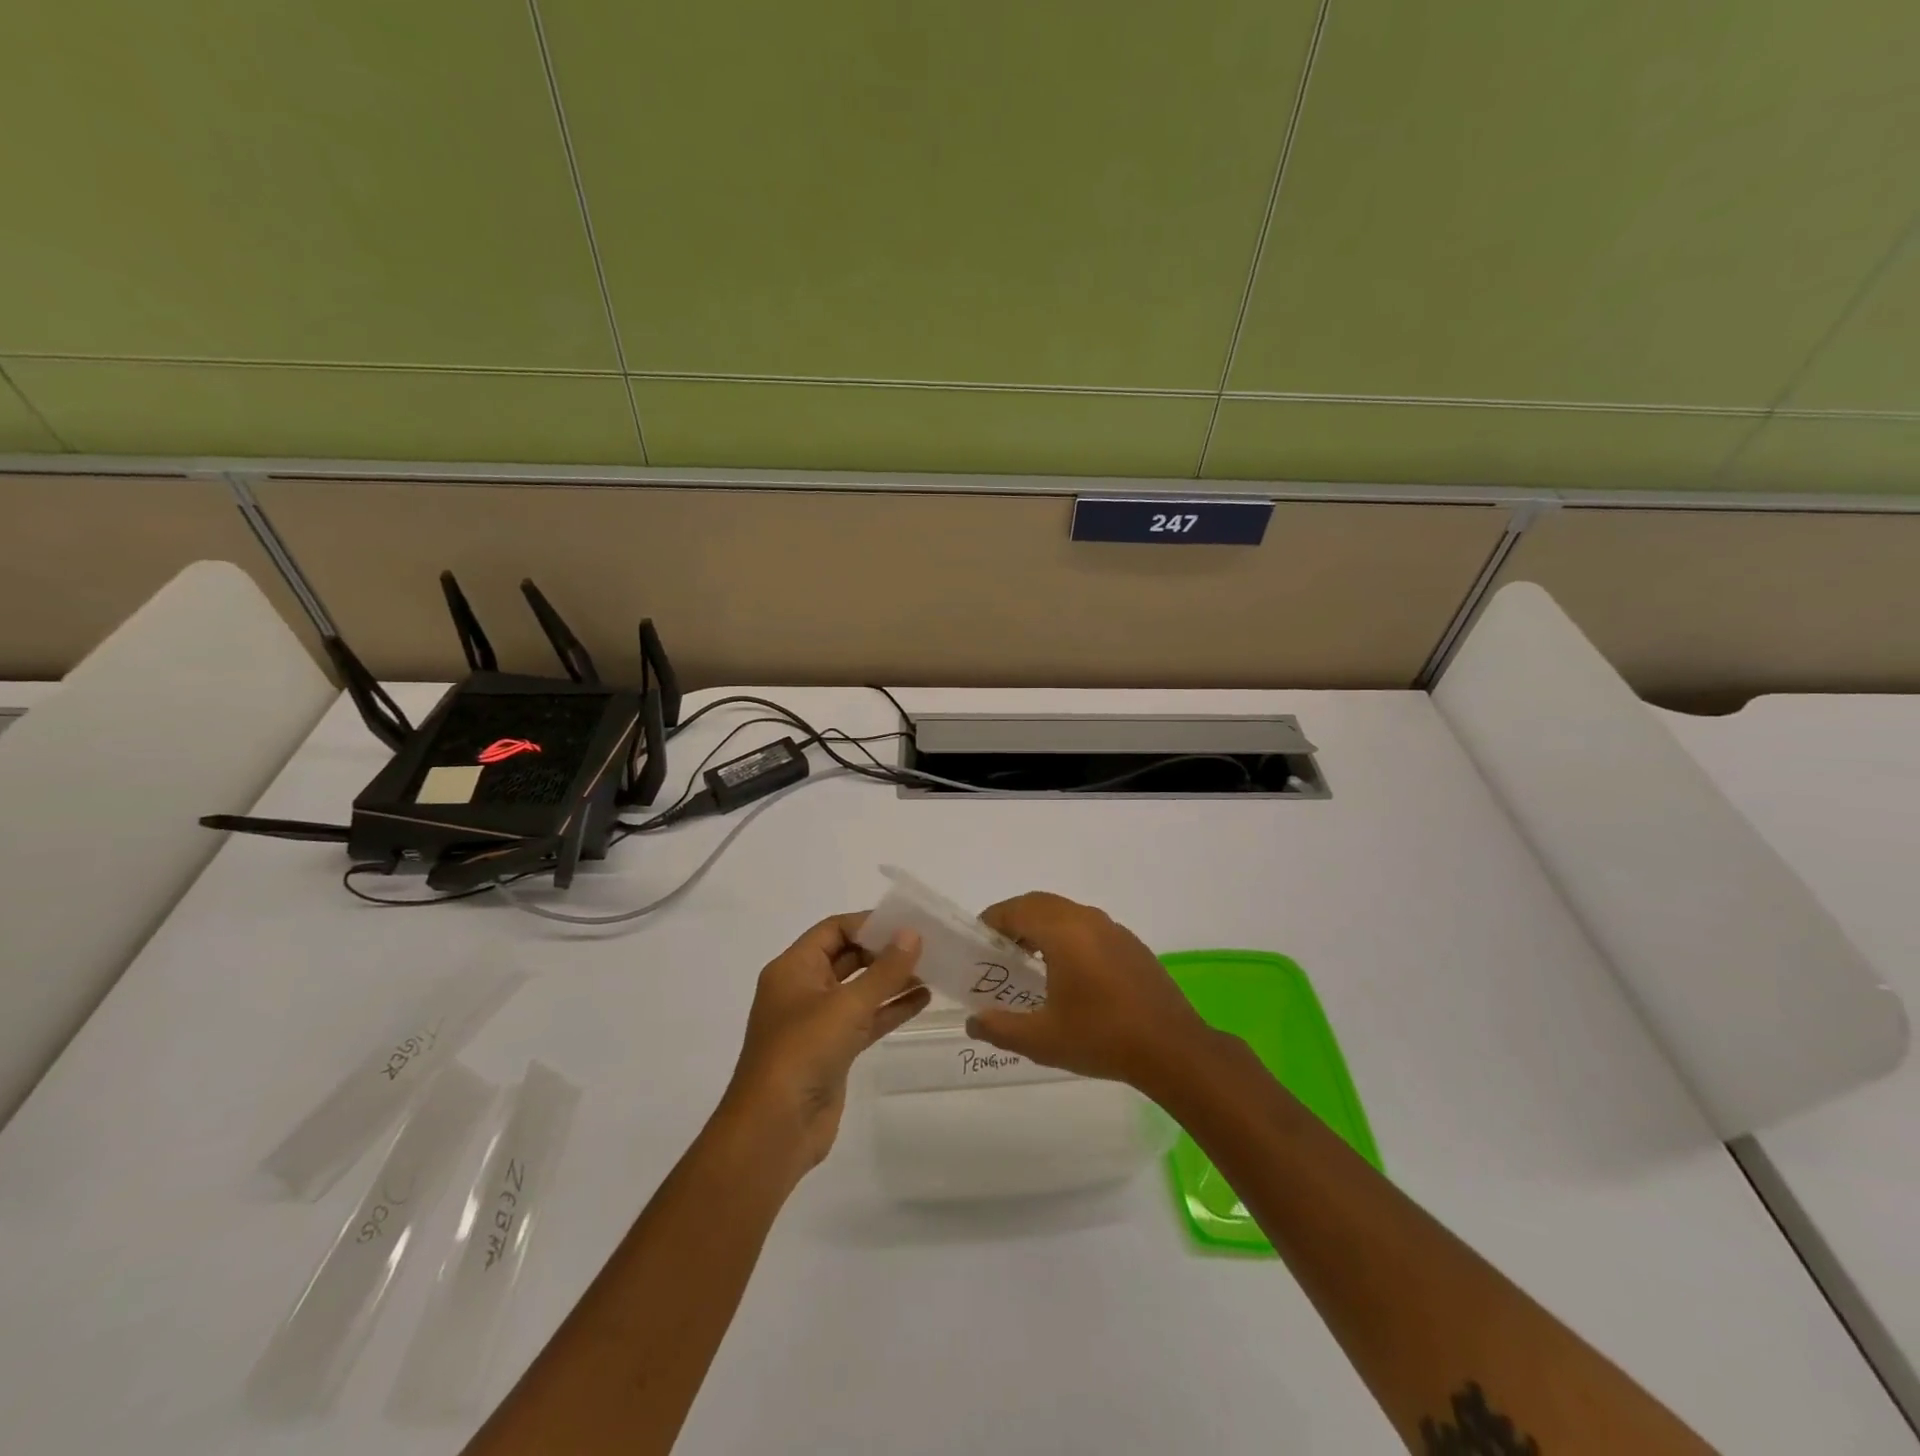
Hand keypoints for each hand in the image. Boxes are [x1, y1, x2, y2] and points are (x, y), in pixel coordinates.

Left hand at [719, 913, 928, 1176]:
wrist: (775, 1129)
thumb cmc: (803, 1052)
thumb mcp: (847, 1004)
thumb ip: (884, 970)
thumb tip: (912, 934)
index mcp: (793, 968)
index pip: (833, 930)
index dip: (869, 923)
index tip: (908, 922)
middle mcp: (802, 990)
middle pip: (848, 957)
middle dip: (884, 951)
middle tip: (928, 945)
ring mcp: (817, 1023)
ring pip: (860, 990)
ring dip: (892, 979)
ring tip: (933, 968)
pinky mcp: (833, 1051)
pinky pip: (865, 1019)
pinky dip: (890, 1008)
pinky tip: (923, 999)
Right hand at [966, 891, 1216, 1090]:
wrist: (1172, 1048)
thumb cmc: (1101, 1038)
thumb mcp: (1042, 1040)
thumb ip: (1000, 1028)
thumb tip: (972, 1022)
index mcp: (1063, 932)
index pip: (1016, 910)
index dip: (992, 920)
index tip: (977, 940)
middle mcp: (1087, 920)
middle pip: (1040, 904)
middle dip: (1015, 919)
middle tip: (997, 950)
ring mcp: (1114, 929)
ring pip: (1066, 913)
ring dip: (1042, 926)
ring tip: (1028, 961)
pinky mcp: (1131, 944)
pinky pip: (1088, 926)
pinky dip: (1068, 935)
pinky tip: (1068, 972)